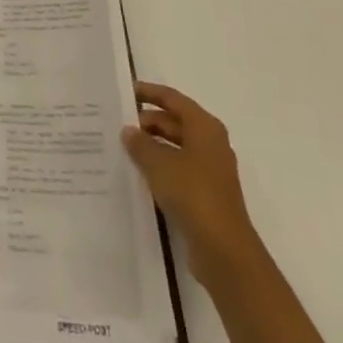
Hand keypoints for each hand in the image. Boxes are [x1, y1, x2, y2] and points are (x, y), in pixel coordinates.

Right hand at [122, 82, 258, 284]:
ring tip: (123, 147)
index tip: (125, 91)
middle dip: (148, 121)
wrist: (224, 251)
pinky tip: (139, 174)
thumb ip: (140, 143)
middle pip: (175, 122)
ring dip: (152, 145)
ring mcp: (210, 171)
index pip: (173, 99)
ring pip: (176, 147)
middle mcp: (210, 144)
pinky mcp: (205, 195)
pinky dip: (160, 166)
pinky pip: (178, 169)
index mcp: (204, 127)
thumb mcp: (159, 164)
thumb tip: (129, 131)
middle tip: (118, 123)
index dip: (149, 93)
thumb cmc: (193, 194)